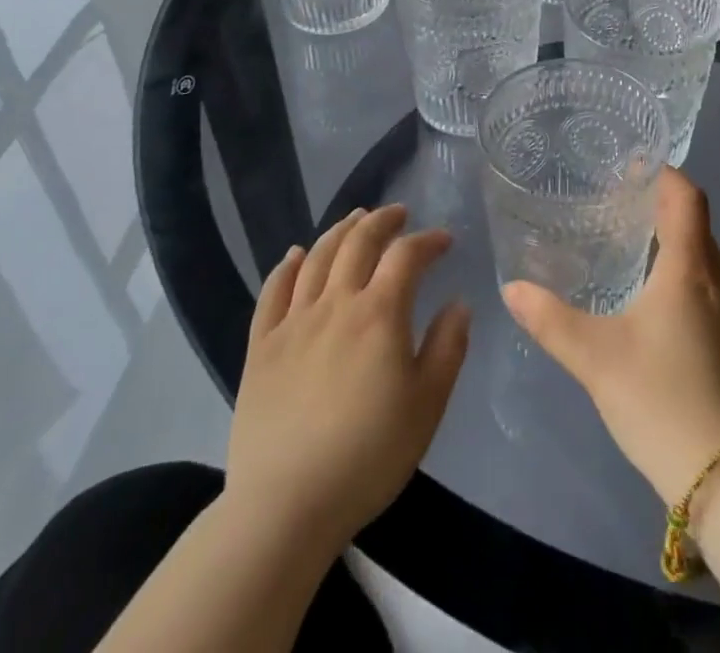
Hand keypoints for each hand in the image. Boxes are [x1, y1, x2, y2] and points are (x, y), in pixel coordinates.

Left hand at [225, 205, 470, 547]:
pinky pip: (272, 293)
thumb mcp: (428, 404)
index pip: (407, 255)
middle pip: (358, 242)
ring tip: (355, 219)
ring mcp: (293, 323)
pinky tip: (296, 255)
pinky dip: (287, 266)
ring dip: (340, 231)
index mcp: (380, 313)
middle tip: (398, 214)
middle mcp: (336, 304)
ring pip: (317, 258)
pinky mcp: (261, 348)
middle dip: (382, 220)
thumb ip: (448, 347)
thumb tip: (458, 303)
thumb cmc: (368, 455)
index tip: (444, 241)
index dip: (428, 240)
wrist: (285, 507)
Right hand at [502, 168, 719, 502]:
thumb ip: (550, 319)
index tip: (635, 166)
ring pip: (714, 257)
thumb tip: (513, 288)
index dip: (665, 174)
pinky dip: (698, 274)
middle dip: (667, 209)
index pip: (688, 197)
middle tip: (627, 211)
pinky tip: (670, 302)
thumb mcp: (594, 357)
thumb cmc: (659, 397)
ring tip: (648, 253)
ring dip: (686, 245)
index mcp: (692, 267)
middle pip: (700, 224)